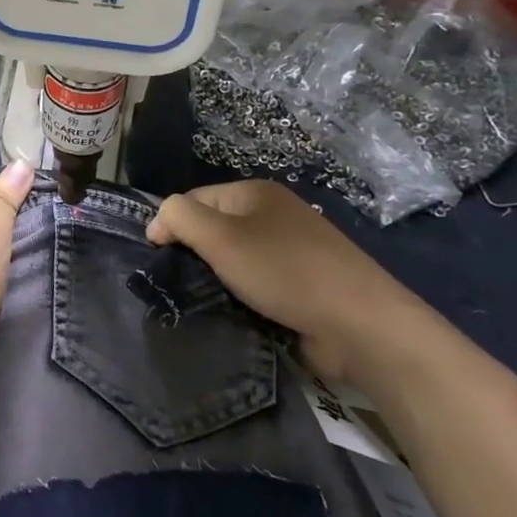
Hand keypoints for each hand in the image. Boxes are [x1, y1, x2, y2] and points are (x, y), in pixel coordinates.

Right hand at [147, 180, 439, 384]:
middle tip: (183, 282)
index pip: (194, 199)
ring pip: (236, 260)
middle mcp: (275, 214)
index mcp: (256, 192)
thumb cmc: (283, 271)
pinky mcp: (305, 284)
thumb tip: (157, 223)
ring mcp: (294, 249)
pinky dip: (244, 297)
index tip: (158, 259)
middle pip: (215, 229)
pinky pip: (259, 284)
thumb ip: (178, 217)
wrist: (360, 324)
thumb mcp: (219, 236)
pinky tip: (235, 314)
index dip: (171, 224)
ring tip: (205, 302)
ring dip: (219, 280)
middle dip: (197, 254)